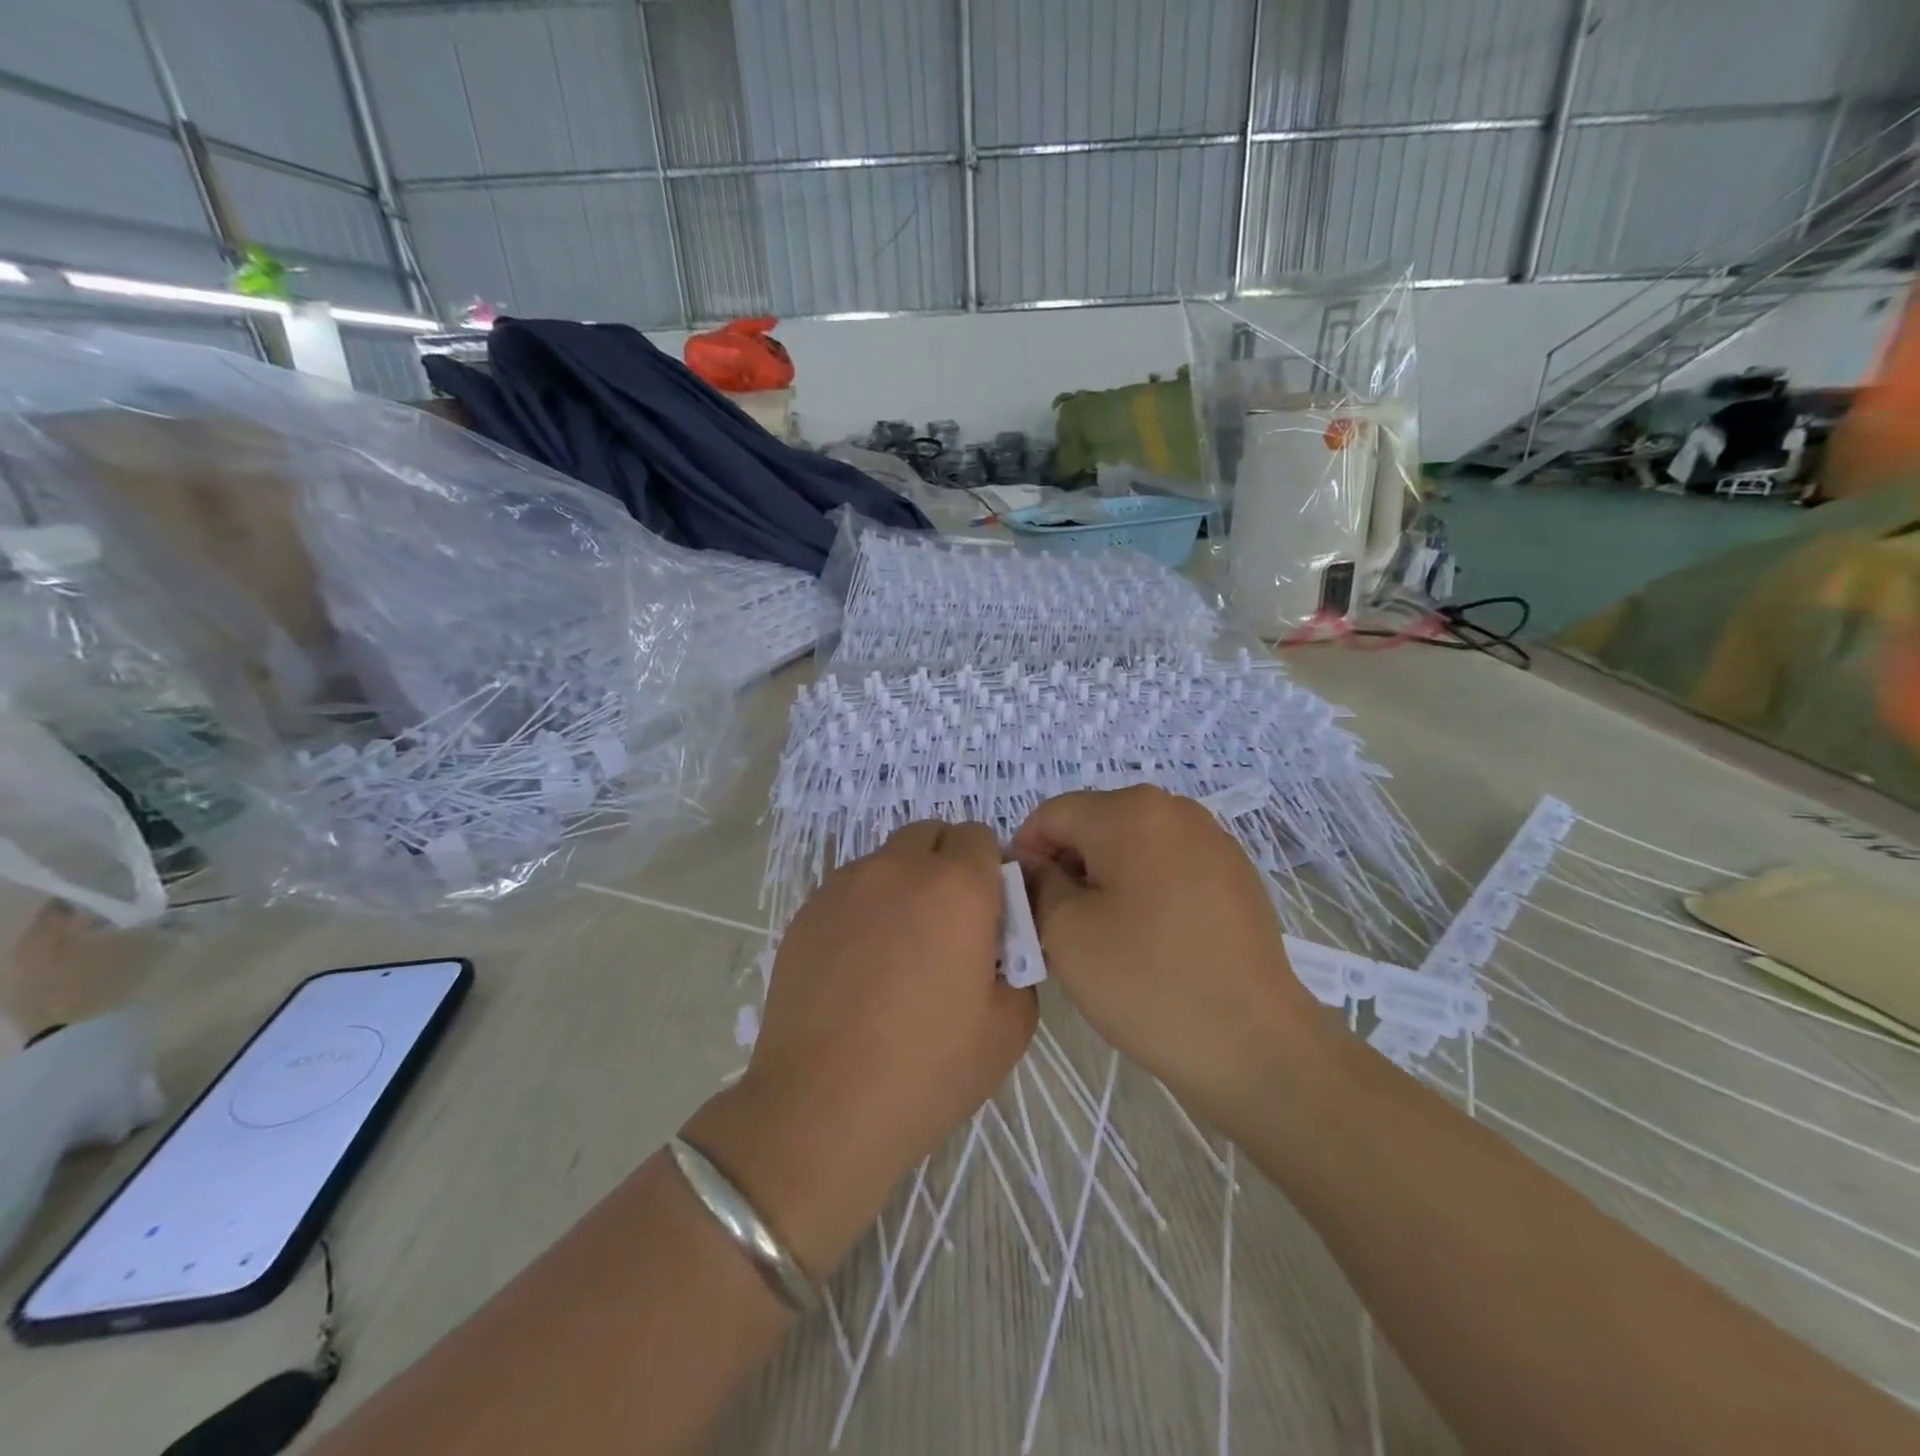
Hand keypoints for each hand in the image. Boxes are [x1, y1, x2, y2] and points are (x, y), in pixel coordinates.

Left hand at [684, 820, 1035, 1282]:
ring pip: (887, 860)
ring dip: (903, 884)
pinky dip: (864, 908)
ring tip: (897, 949)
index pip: (980, 837)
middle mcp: (899, 868)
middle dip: (946, 864)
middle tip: (947, 925)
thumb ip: (1020, 967)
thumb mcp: (1010, 1027)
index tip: (988, 914)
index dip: (989, 870)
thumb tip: (999, 948)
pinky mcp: (807, 911)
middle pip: (930, 834)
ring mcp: (846, 886)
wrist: (822, 1107)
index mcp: (957, 887)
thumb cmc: (928, 1069)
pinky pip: (849, 889)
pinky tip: (857, 966)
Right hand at [1013, 786, 1327, 1127]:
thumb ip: (1037, 884)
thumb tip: (1035, 865)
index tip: (1026, 905)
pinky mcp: (1236, 873)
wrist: (1253, 1044)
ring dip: (1106, 877)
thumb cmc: (1147, 982)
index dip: (1026, 855)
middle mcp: (1175, 809)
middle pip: (1094, 823)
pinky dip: (1146, 888)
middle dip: (1068, 866)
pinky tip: (1152, 939)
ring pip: (1132, 844)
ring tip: (1108, 935)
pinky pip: (1170, 864)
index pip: (1052, 815)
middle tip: (1062, 926)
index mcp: (1130, 812)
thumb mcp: (1065, 932)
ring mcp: (1213, 839)